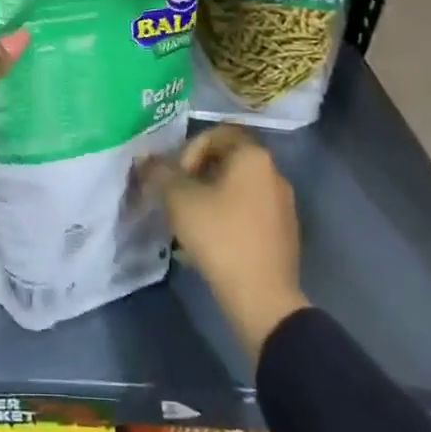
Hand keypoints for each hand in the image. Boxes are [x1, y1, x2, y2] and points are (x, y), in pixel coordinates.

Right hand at [146, 126, 308, 363]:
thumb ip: (160, 173)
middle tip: (177, 198)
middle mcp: (273, 174)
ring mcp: (282, 205)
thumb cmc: (220, 236)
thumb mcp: (179, 199)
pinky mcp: (284, 234)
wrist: (262, 298)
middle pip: (227, 161)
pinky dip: (227, 219)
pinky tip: (209, 244)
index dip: (190, 149)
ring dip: (210, 199)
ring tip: (189, 223)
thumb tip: (147, 160)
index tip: (177, 177)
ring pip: (237, 189)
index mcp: (253, 157)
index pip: (218, 134)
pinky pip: (248, 214)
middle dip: (197, 176)